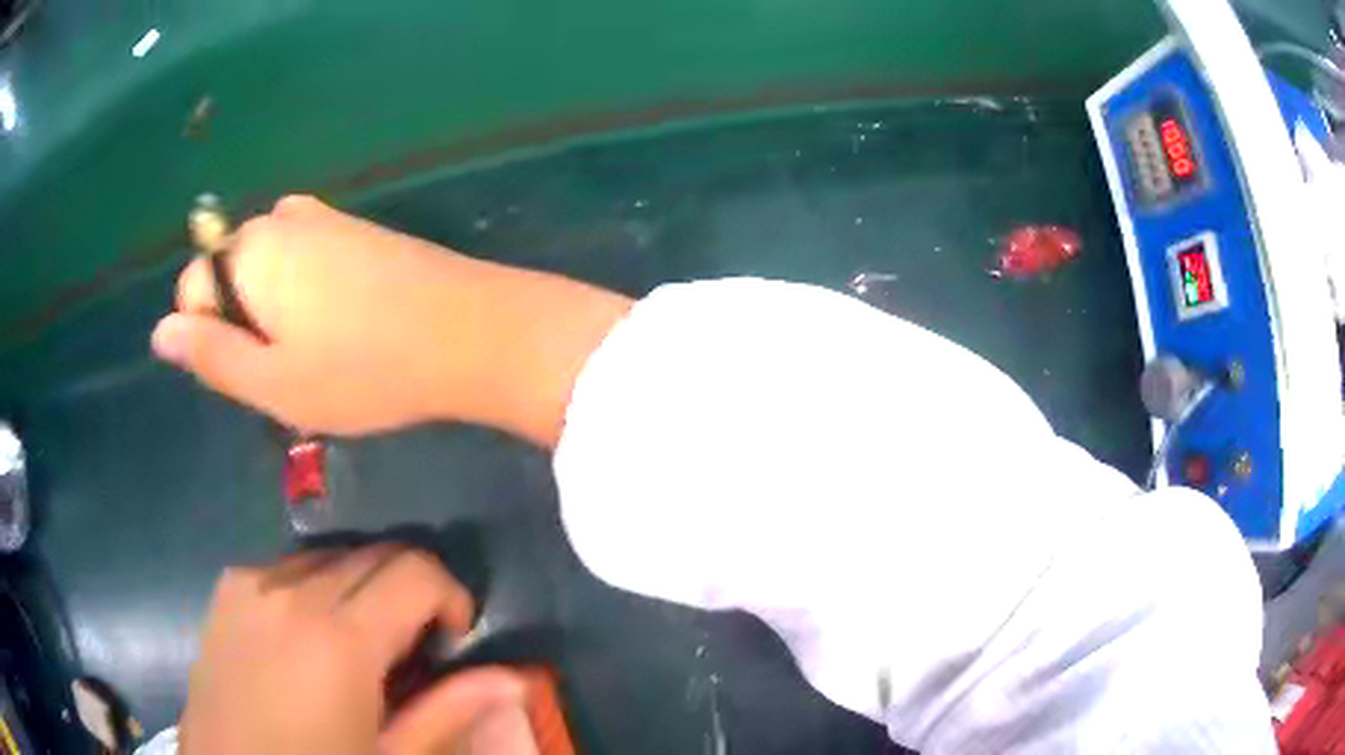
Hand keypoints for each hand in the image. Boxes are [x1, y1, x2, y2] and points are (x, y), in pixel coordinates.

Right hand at [152, 196, 631, 444]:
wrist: (467, 332)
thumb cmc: (362, 369)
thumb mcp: (273, 382)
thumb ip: (209, 354)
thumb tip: (160, 331)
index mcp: (250, 252)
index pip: (192, 289)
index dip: (212, 338)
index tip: (258, 371)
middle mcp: (280, 220)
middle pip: (230, 277)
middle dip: (246, 324)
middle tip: (293, 367)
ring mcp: (323, 217)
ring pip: (268, 272)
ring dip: (278, 313)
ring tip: (323, 352)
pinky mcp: (356, 228)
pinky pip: (306, 262)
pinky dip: (309, 295)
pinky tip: (346, 325)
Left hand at [180, 545, 530, 754]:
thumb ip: (448, 713)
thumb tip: (517, 680)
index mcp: (337, 639)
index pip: (414, 571)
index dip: (450, 594)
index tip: (455, 635)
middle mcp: (291, 591)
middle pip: (375, 554)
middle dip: (409, 590)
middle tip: (415, 648)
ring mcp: (252, 582)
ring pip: (332, 556)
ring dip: (363, 588)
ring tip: (361, 647)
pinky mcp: (228, 586)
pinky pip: (289, 566)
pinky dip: (318, 589)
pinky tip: (310, 639)